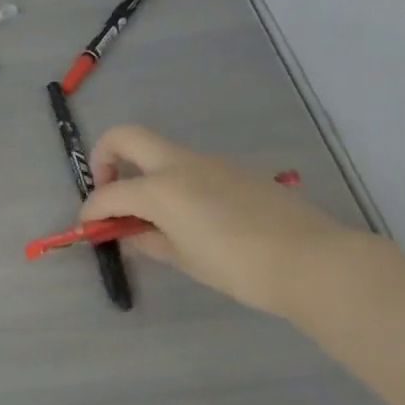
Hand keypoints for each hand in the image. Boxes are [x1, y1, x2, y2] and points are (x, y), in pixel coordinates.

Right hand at [82, 125, 358, 317]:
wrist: (315, 262)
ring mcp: (209, 162)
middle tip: (108, 191)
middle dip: (104, 158)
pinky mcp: (234, 171)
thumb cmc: (240, 267)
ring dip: (142, 172)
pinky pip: (189, 167)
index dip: (91, 211)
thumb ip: (148, 241)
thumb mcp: (184, 259)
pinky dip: (173, 182)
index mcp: (161, 188)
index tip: (89, 228)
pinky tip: (191, 217)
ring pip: (159, 152)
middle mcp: (179, 164)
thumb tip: (130, 232)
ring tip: (153, 216)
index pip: (109, 194)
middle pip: (125, 137)